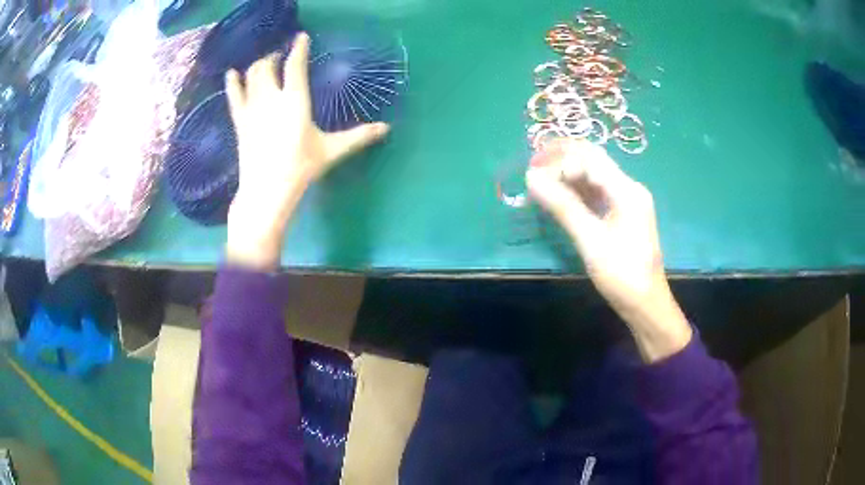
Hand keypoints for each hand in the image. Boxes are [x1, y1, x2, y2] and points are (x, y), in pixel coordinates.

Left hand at [224, 33, 389, 268]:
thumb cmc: (301, 168)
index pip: (295, 65)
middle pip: (267, 66)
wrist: (266, 191)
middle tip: (279, 57)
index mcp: (295, 100)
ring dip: (257, 65)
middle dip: (273, 56)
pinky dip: (232, 82)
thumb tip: (386, 128)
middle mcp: (271, 98)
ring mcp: (252, 108)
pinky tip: (231, 74)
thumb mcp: (331, 150)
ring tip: (264, 63)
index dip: (299, 48)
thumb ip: (358, 136)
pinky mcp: (240, 121)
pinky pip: (234, 95)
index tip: (301, 37)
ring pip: (251, 76)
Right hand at [526, 139, 690, 361]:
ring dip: (566, 176)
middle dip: (562, 162)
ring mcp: (626, 201)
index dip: (560, 162)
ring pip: (592, 176)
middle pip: (592, 161)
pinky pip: (596, 193)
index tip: (534, 176)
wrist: (646, 304)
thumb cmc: (622, 274)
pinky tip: (558, 199)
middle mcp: (628, 188)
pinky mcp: (621, 214)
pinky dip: (576, 192)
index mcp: (626, 190)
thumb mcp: (590, 240)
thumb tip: (531, 178)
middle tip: (533, 170)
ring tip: (540, 185)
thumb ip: (563, 206)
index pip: (589, 158)